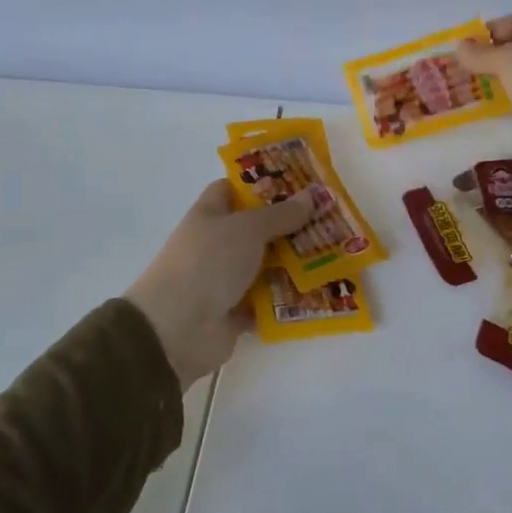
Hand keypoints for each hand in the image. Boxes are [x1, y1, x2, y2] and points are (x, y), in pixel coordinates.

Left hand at [125, 181, 315, 387]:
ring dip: (294, 263)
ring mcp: (225, 279)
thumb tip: (311, 195)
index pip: (233, 190)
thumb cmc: (208, 263)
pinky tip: (320, 291)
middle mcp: (216, 244)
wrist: (176, 329)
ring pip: (266, 265)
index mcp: (210, 215)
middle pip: (257, 229)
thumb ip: (280, 214)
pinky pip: (268, 301)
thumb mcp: (247, 229)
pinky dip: (288, 299)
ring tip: (335, 254)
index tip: (297, 183)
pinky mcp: (235, 312)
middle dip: (290, 225)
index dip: (261, 184)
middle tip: (329, 219)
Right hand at [456, 14, 511, 189]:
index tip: (466, 49)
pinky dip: (510, 100)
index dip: (490, 31)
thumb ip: (481, 54)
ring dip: (499, 80)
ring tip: (472, 89)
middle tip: (464, 70)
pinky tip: (493, 109)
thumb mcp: (508, 62)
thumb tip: (459, 46)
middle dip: (491, 57)